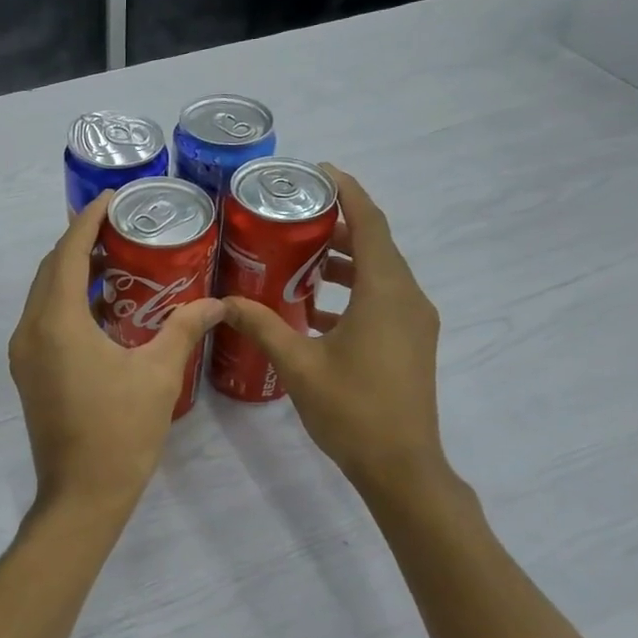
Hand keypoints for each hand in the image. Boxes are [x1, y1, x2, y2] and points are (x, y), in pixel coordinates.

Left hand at [8, 194, 224, 522]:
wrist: (82, 494)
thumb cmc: (121, 432)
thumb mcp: (159, 374)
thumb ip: (185, 328)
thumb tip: (218, 302)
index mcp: (57, 323)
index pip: (68, 253)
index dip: (87, 221)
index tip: (112, 199)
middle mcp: (30, 330)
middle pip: (51, 269)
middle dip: (80, 242)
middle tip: (120, 226)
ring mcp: (23, 353)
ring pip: (44, 295)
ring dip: (72, 272)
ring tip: (116, 259)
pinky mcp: (28, 372)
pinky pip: (43, 320)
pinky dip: (67, 301)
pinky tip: (104, 306)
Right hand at [219, 166, 452, 502]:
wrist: (401, 466)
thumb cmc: (352, 409)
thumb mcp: (298, 364)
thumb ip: (262, 325)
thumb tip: (224, 301)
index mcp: (385, 293)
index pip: (370, 224)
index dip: (348, 192)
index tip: (319, 171)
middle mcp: (407, 298)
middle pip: (375, 245)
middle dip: (337, 226)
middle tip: (293, 217)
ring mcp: (414, 322)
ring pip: (378, 274)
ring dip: (343, 261)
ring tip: (297, 258)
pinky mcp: (411, 343)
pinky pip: (381, 300)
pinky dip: (350, 292)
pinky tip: (312, 309)